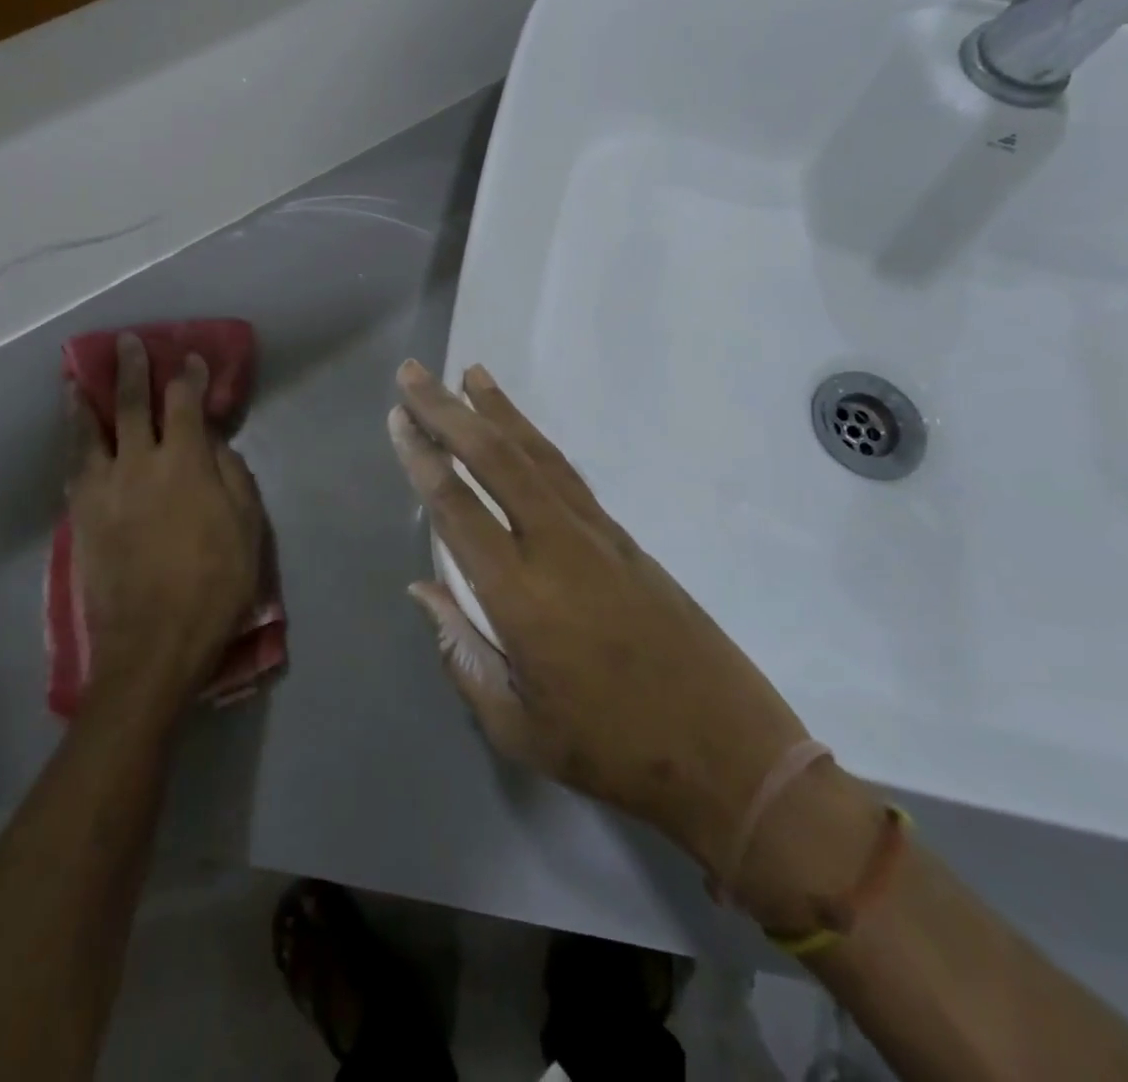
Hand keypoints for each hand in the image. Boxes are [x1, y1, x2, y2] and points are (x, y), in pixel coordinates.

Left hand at [68, 334, 265, 705]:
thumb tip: (215, 446)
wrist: (153, 642)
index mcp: (185, 464)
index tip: (190, 358)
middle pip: (132, 404)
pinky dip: (74, 444)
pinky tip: (74, 439)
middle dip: (132, 369)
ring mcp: (102, 490)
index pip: (184, 405)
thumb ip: (233, 477)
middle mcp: (138, 464)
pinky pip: (74, 468)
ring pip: (90, 432)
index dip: (188, 377)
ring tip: (77, 381)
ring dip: (87, 400)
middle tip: (127, 343)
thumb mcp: (247, 528)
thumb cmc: (215, 584)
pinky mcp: (80, 517)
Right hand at [388, 360, 880, 926]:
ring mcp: (599, 536)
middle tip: (414, 373)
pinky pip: (568, 475)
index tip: (397, 418)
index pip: (457, 508)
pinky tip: (520, 432)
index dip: (422, 459)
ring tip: (470, 375)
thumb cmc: (612, 752)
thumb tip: (421, 589)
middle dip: (449, 411)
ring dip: (499, 411)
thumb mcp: (516, 726)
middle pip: (496, 459)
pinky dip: (536, 442)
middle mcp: (558, 548)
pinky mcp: (626, 538)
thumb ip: (461, 652)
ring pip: (538, 455)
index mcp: (521, 597)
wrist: (729, 753)